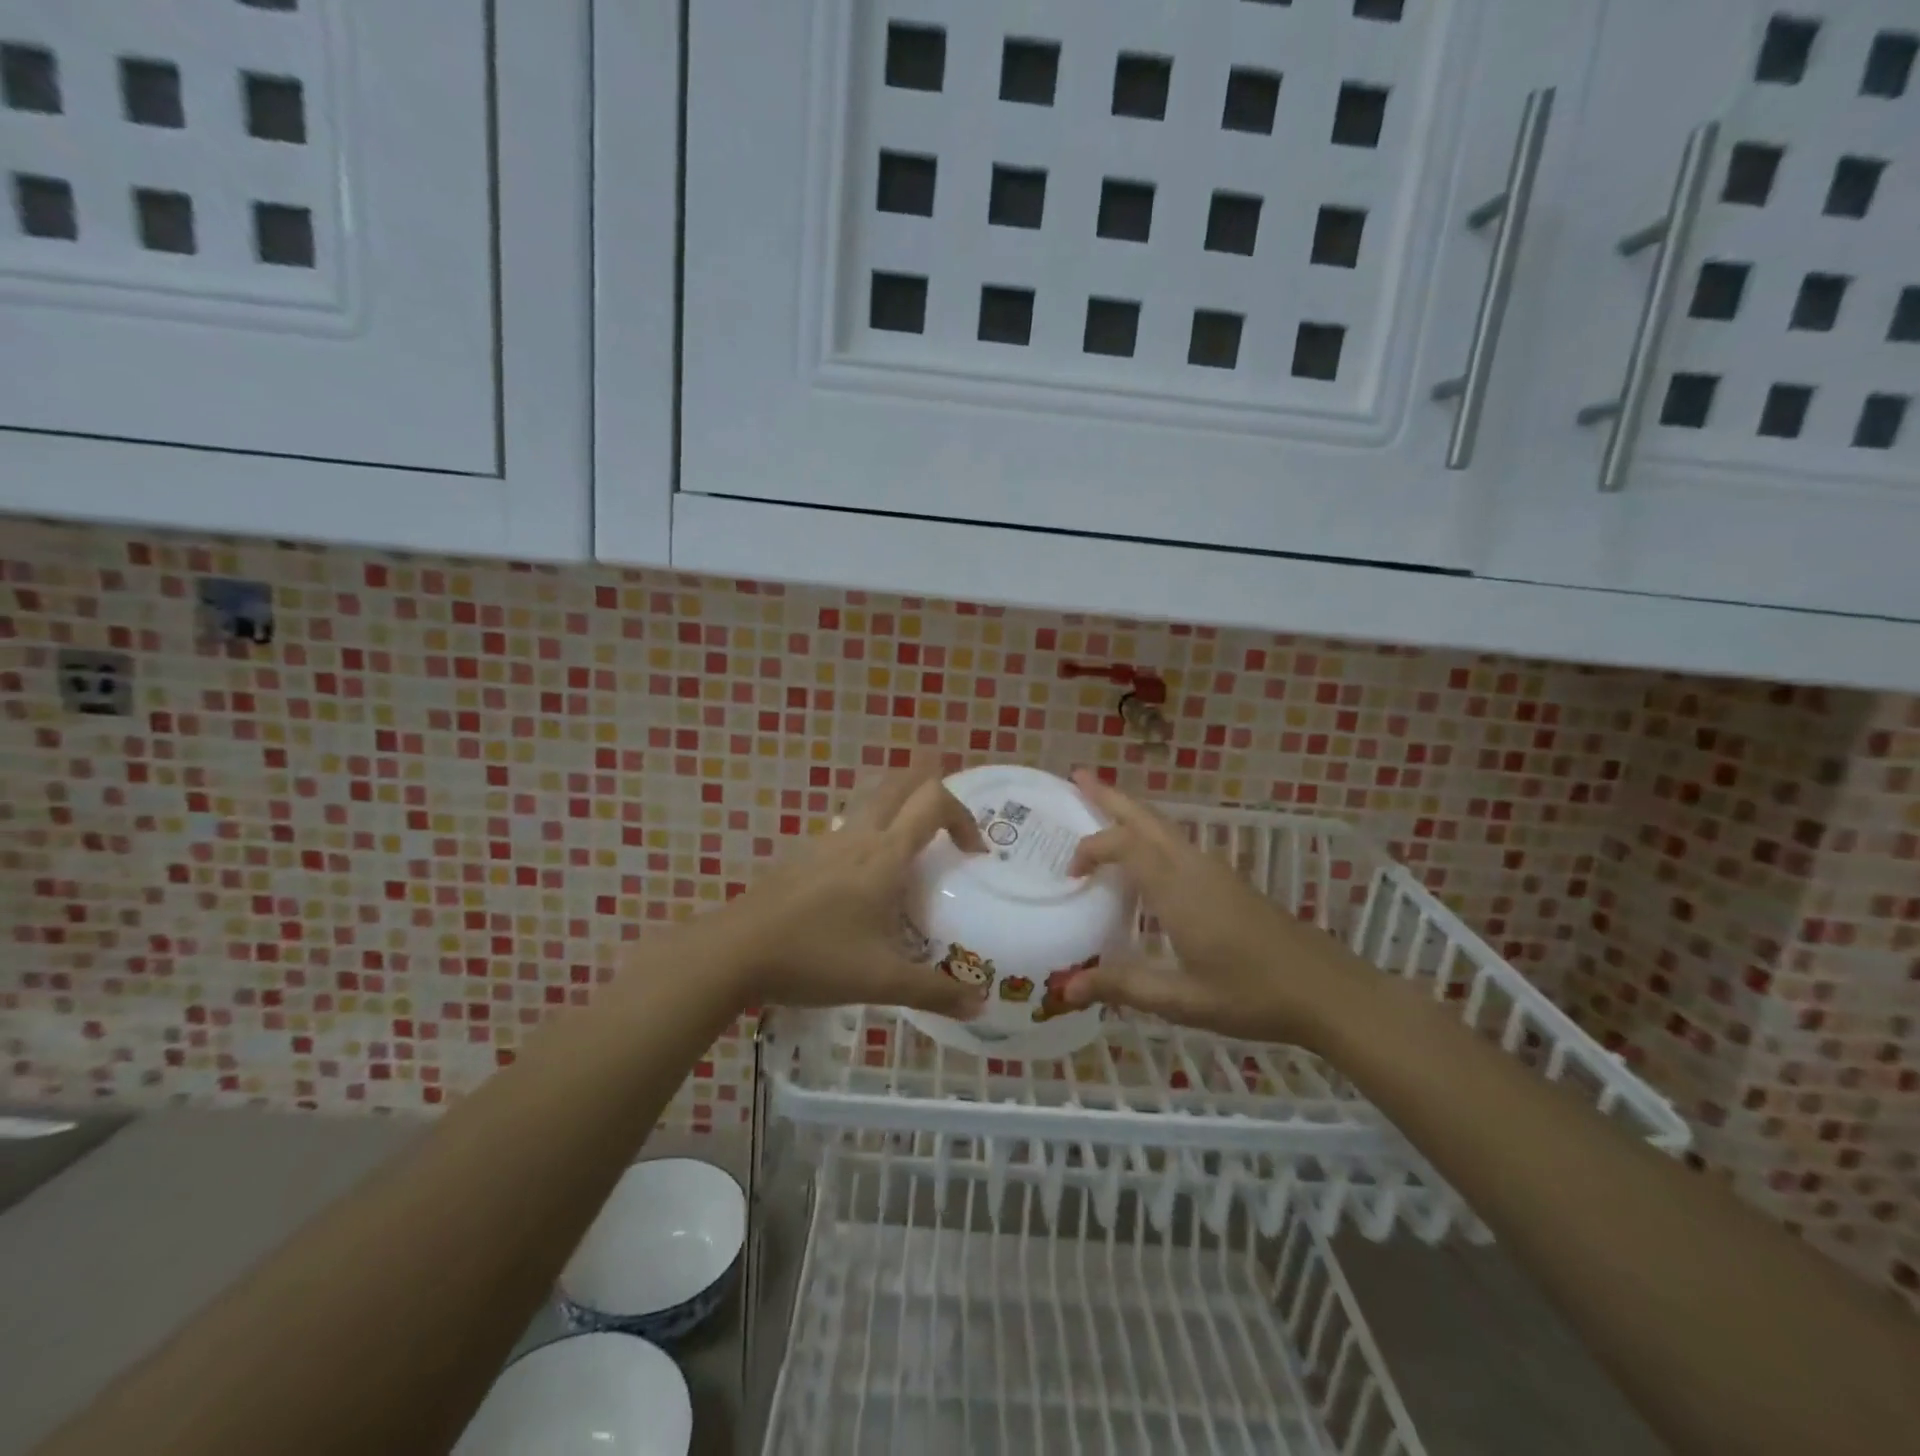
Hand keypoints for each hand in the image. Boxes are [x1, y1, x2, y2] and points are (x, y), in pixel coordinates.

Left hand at [704, 756, 990, 1016]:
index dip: (963, 816)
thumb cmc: (815, 958)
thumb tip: (981, 1005)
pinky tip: (864, 874)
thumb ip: (935, 992)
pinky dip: (869, 828)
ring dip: (898, 803)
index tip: (972, 854)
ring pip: (869, 799)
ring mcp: (826, 842)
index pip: (934, 802)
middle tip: (948, 819)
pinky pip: (846, 826)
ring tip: (912, 840)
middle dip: (931, 786)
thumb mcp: (882, 981)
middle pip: (900, 783)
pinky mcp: (803, 855)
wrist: (735, 952)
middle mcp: (859, 836)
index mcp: (885, 855)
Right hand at [1060, 771, 1366, 1046]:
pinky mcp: (1227, 880)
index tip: (1071, 875)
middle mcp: (1193, 867)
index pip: (1124, 845)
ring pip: (1163, 827)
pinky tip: (1143, 856)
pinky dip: (1149, 833)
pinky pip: (1176, 843)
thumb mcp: (1182, 1000)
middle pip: (1145, 818)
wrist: (1326, 990)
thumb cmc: (1251, 995)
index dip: (1091, 849)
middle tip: (1077, 776)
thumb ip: (1123, 987)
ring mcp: (1214, 870)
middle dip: (1109, 796)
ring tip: (1101, 804)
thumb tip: (1064, 988)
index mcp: (1177, 889)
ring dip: (1130, 812)